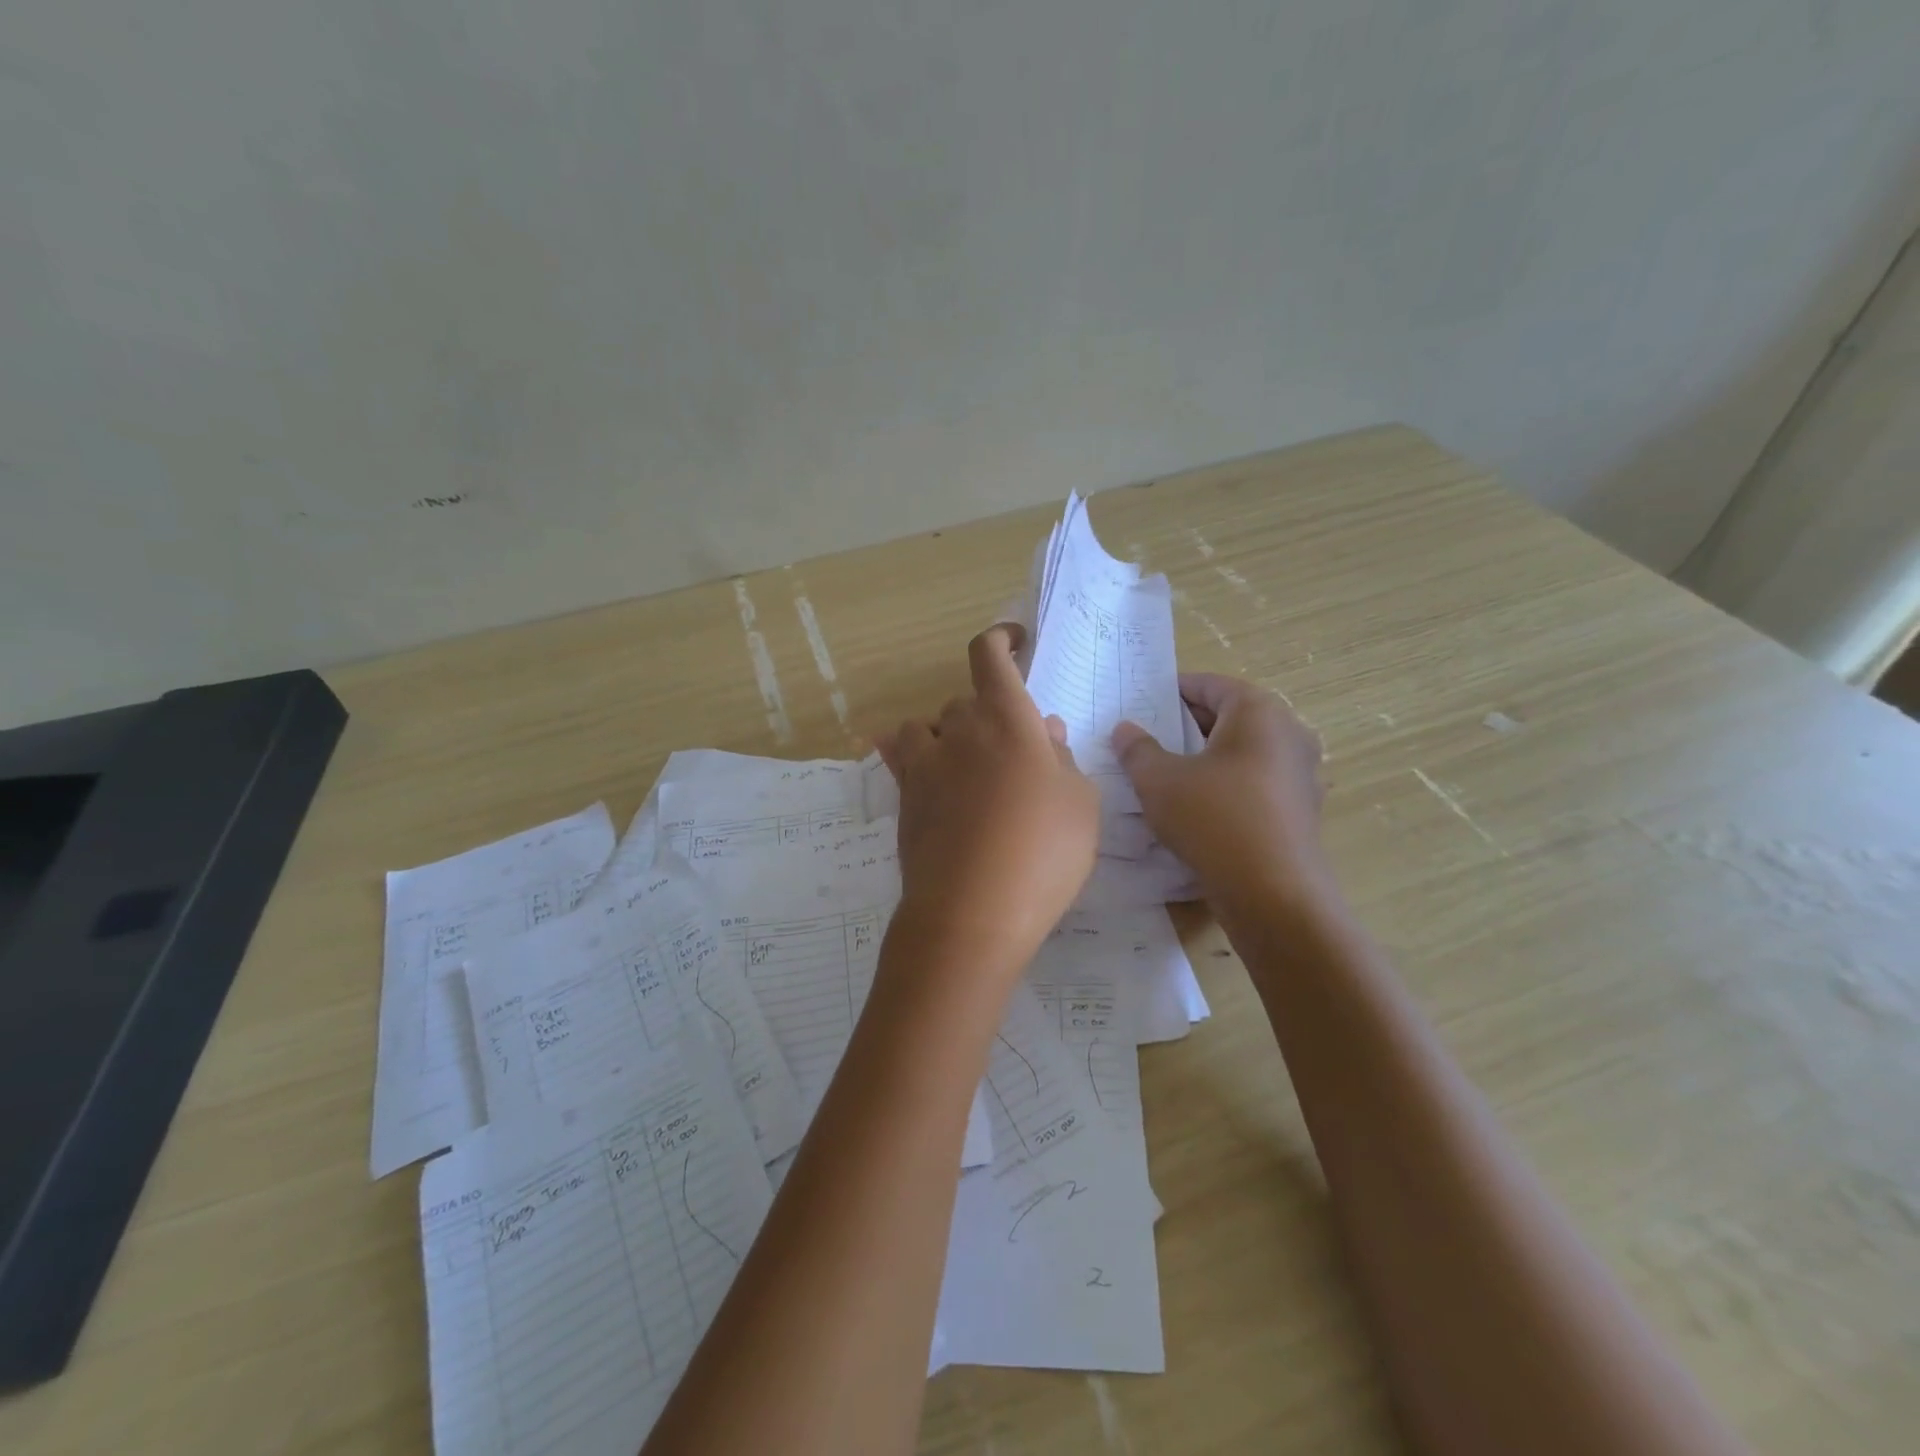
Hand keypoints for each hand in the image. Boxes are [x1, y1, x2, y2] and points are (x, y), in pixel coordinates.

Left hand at [875, 625, 1099, 970]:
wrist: (973, 912)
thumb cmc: (1043, 853)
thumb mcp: (1080, 805)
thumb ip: (1063, 760)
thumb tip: (1045, 732)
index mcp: (1008, 719)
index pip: (990, 656)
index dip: (1001, 638)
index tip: (1016, 641)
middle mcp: (960, 730)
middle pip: (966, 701)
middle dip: (990, 715)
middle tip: (1015, 752)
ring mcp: (926, 763)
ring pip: (930, 726)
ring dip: (948, 733)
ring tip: (970, 765)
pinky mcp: (905, 796)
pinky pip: (898, 756)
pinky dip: (906, 752)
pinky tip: (916, 764)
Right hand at [1112, 673, 1329, 911]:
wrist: (1273, 894)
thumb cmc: (1214, 820)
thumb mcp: (1159, 781)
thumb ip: (1137, 749)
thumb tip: (1125, 729)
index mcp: (1258, 712)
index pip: (1211, 685)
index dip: (1174, 690)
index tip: (1143, 702)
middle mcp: (1289, 733)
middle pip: (1230, 716)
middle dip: (1188, 725)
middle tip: (1149, 738)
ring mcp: (1301, 773)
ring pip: (1244, 752)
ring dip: (1208, 757)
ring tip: (1168, 773)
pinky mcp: (1301, 810)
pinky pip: (1256, 782)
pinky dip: (1227, 785)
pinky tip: (1198, 807)